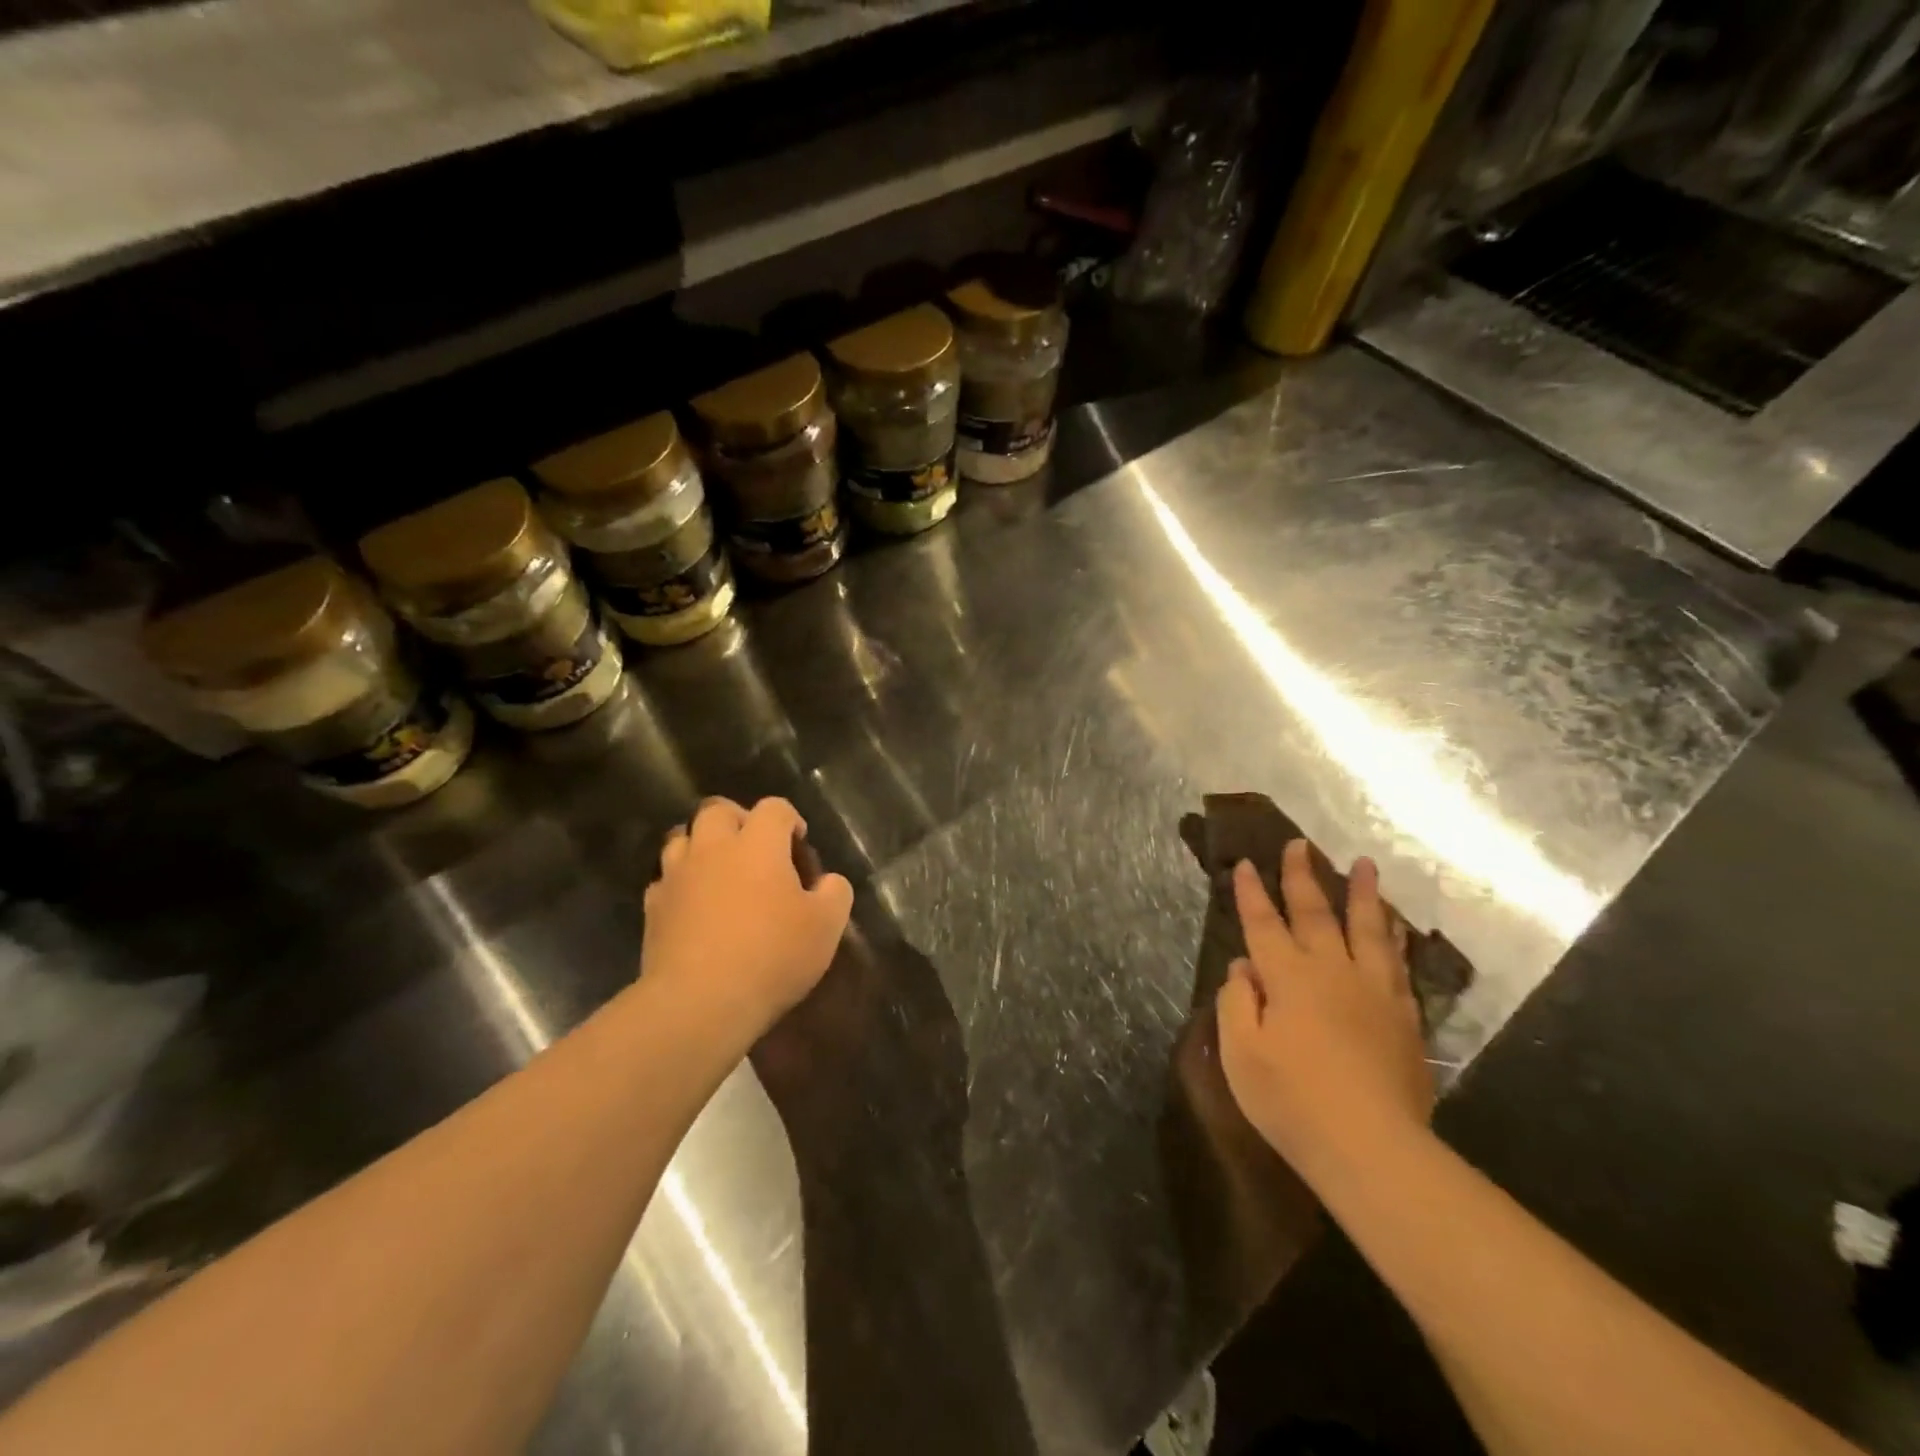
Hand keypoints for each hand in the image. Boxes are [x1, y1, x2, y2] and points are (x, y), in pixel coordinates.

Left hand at [642, 797, 854, 1043]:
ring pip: (682, 838)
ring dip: (702, 846)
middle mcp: (713, 848)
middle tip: (755, 849)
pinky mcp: (653, 908)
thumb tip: (827, 881)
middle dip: (738, 820)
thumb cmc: (772, 956)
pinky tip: (694, 907)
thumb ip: (835, 893)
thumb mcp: (826, 926)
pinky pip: (665, 880)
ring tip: (720, 873)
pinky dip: (681, 884)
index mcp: (758, 844)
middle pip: (718, 810)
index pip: (774, 808)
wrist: (699, 1003)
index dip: (790, 819)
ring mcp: (677, 876)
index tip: (799, 844)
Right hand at [1216, 839, 1433, 1177]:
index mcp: (1287, 977)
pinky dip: (1392, 937)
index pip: (1262, 924)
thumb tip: (1244, 967)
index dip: (1251, 893)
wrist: (1372, 1148)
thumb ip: (1237, 1002)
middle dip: (1302, 877)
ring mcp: (1373, 991)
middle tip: (1298, 844)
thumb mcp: (1241, 1053)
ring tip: (1364, 864)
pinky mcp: (1403, 1016)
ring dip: (1362, 893)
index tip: (1246, 863)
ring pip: (1367, 929)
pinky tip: (1393, 926)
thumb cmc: (1292, 1100)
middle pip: (1314, 914)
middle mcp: (1331, 971)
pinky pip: (1397, 963)